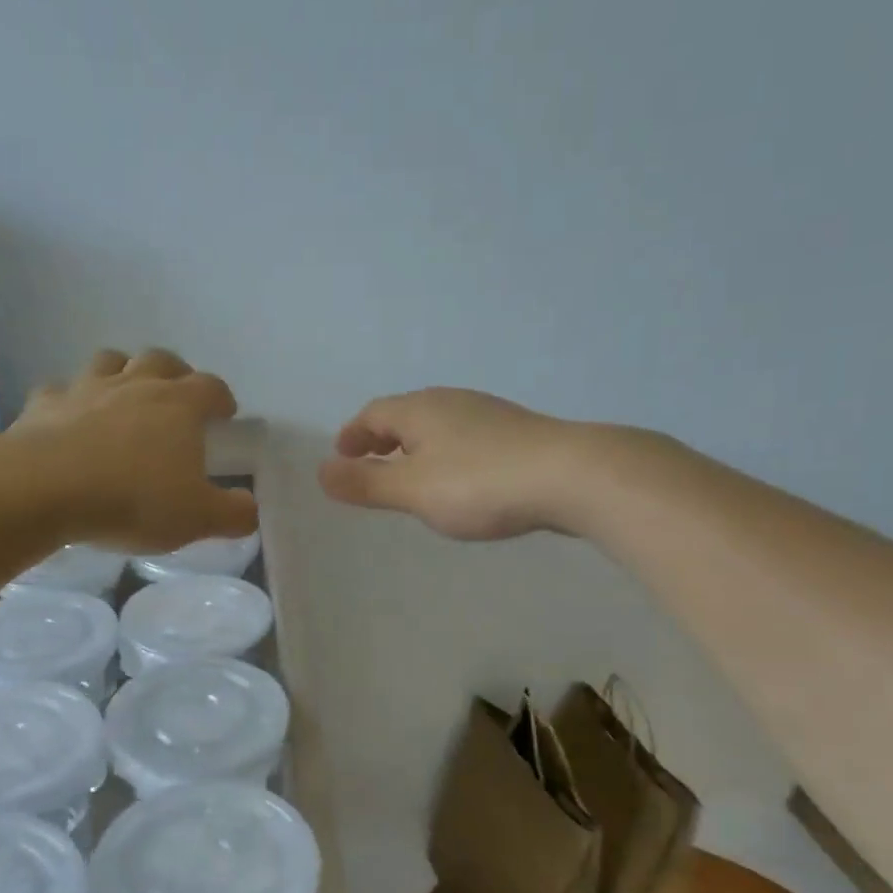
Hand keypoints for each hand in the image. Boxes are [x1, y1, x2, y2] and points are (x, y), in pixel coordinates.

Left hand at [4, 348, 256, 551]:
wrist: (44, 489)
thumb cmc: (133, 500)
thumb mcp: (198, 519)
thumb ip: (233, 513)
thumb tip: (249, 507)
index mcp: (179, 406)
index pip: (211, 387)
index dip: (222, 398)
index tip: (225, 415)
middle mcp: (135, 385)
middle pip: (161, 360)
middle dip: (175, 373)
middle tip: (177, 398)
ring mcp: (86, 389)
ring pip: (110, 361)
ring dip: (123, 373)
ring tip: (125, 396)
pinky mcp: (44, 404)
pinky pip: (61, 390)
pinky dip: (71, 399)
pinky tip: (70, 419)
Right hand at [318, 388, 591, 539]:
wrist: (570, 476)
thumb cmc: (479, 484)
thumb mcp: (412, 490)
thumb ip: (366, 484)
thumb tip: (321, 472)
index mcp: (420, 410)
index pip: (373, 414)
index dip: (352, 434)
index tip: (341, 456)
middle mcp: (451, 402)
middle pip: (405, 414)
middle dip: (382, 438)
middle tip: (370, 463)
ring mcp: (488, 415)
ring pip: (438, 425)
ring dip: (415, 446)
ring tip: (411, 473)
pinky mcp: (517, 434)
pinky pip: (465, 438)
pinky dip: (445, 454)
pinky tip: (460, 479)